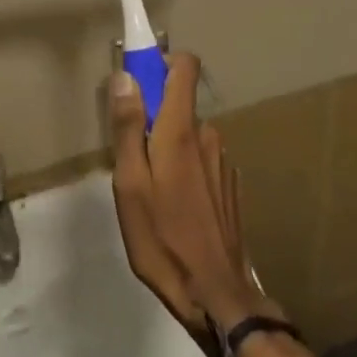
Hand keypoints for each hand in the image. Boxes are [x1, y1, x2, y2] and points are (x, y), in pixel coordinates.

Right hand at [109, 54, 274, 354]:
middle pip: (179, 105)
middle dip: (154, 120)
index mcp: (182, 129)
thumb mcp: (130, 184)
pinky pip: (201, 162)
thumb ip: (128, 127)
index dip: (162, 62)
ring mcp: (223, 161)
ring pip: (188, 138)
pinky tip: (176, 210)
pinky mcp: (230, 186)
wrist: (216, 294)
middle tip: (132, 161)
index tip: (139, 82)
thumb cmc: (163, 238)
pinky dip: (186, 172)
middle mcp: (208, 135)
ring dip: (169, 151)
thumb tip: (126, 77)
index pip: (185, 66)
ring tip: (152, 194)